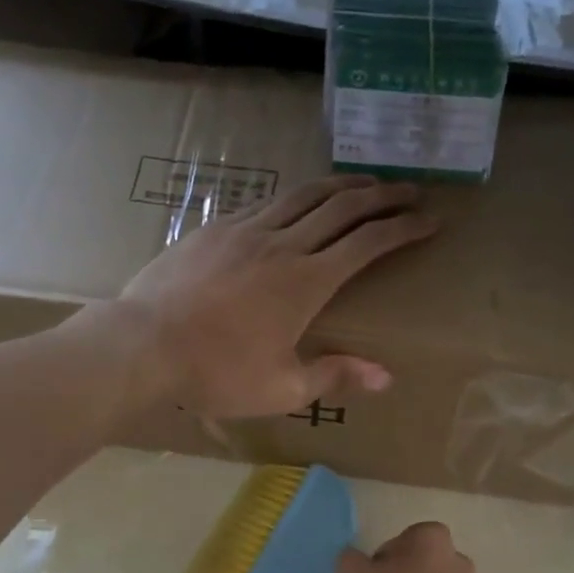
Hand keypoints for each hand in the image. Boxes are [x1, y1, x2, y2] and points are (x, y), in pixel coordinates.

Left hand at [116, 176, 436, 418]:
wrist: (143, 344)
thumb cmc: (216, 372)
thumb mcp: (282, 387)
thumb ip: (335, 375)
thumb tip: (386, 376)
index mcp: (307, 281)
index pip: (368, 242)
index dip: (404, 227)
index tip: (430, 219)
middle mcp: (283, 244)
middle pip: (344, 206)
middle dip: (384, 196)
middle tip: (411, 191)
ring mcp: (246, 230)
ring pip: (305, 194)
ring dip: (342, 186)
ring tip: (365, 185)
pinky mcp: (216, 228)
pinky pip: (268, 203)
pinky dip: (296, 198)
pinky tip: (299, 203)